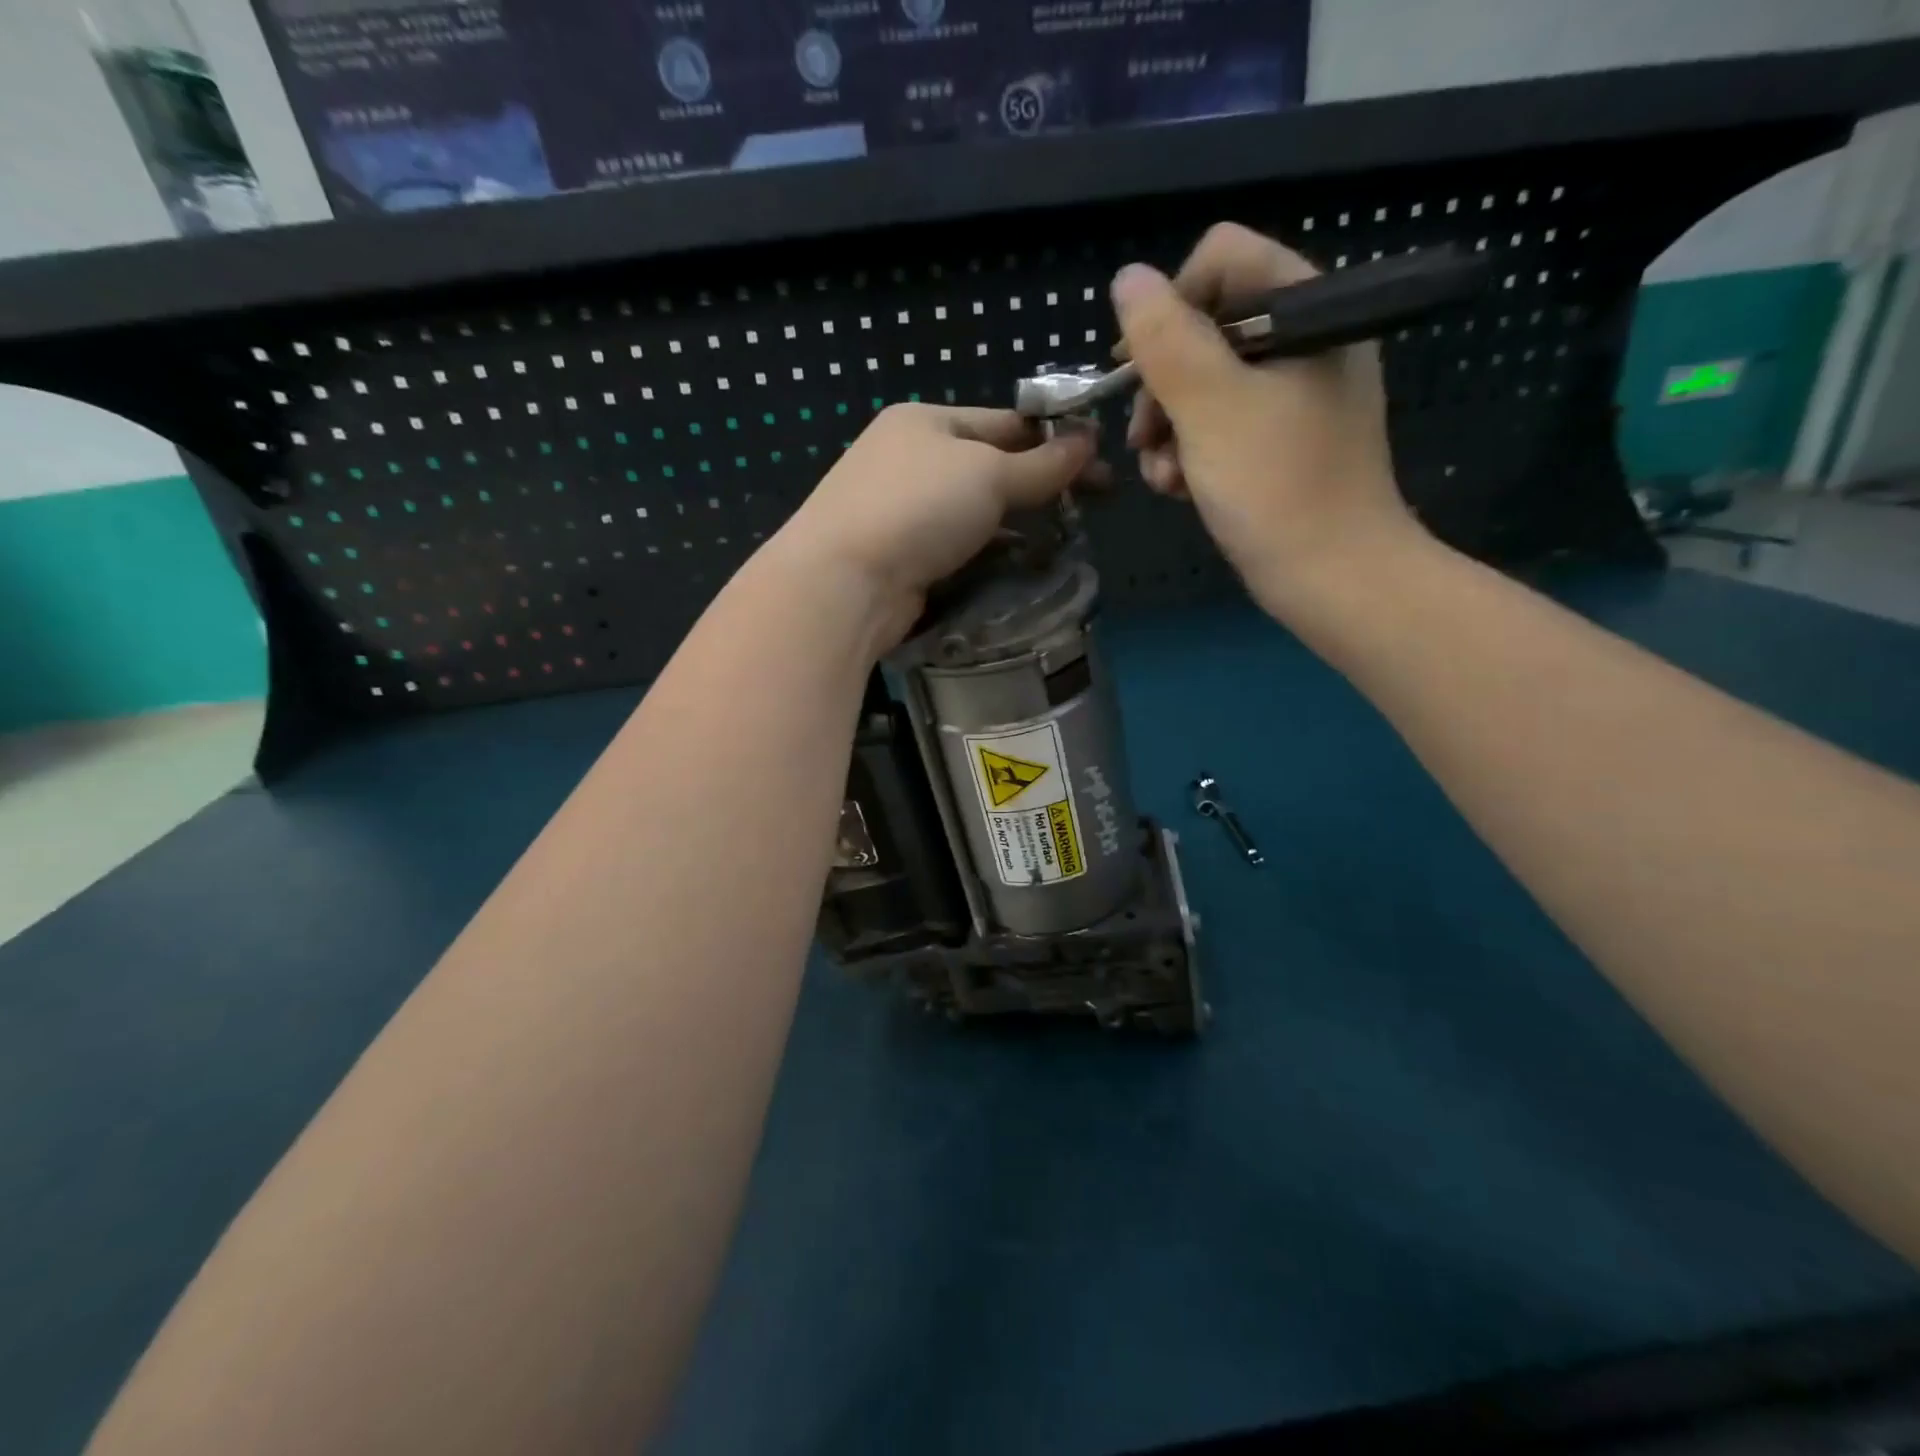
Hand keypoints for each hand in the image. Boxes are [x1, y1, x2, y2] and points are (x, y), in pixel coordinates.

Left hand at [772, 403, 1097, 648]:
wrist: (845, 582)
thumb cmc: (918, 507)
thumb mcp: (988, 474)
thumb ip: (1041, 463)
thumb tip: (1089, 442)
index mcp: (925, 421)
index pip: (1004, 421)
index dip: (1053, 438)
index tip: (1098, 462)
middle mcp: (910, 459)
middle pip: (990, 466)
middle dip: (1040, 483)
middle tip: (1093, 503)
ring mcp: (902, 510)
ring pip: (975, 510)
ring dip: (1018, 520)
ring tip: (1066, 535)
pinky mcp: (902, 556)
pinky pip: (959, 546)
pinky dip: (990, 551)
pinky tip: (1021, 562)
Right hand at [1114, 223, 1423, 622]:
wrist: (1331, 577)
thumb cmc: (1275, 486)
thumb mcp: (1210, 406)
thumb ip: (1165, 338)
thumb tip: (1127, 278)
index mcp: (1306, 309)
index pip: (1222, 260)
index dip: (1169, 306)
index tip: (1137, 367)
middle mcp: (1303, 340)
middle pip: (1206, 327)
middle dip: (1163, 385)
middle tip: (1145, 436)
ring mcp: (1293, 395)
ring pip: (1204, 384)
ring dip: (1169, 429)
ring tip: (1164, 475)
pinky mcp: (1279, 441)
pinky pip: (1220, 425)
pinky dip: (1191, 453)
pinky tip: (1179, 489)